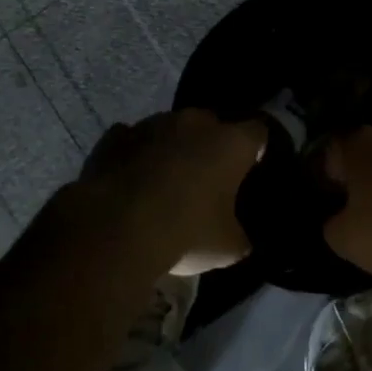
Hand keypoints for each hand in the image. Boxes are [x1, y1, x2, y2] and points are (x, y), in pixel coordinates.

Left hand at [68, 111, 266, 274]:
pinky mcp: (115, 136)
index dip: (255, 150)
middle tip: (207, 179)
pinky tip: (131, 179)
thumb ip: (239, 234)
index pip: (258, 133)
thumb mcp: (227, 248)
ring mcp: (152, 124)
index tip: (250, 169)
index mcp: (231, 142)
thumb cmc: (184, 233)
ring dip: (172, 148)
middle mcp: (195, 122)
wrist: (114, 229)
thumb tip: (239, 237)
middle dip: (211, 146)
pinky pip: (133, 140)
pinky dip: (136, 154)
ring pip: (171, 129)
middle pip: (212, 126)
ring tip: (165, 181)